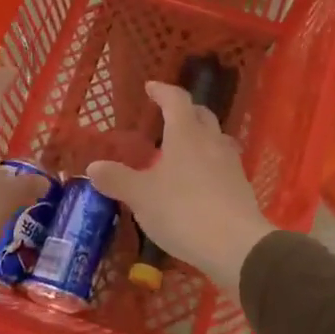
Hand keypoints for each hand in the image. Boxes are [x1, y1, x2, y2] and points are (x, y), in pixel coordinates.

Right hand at [86, 81, 273, 293]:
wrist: (236, 245)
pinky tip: (200, 181)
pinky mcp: (241, 187)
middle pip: (201, 115)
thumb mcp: (141, 197)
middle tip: (167, 116)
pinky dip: (209, 163)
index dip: (162, 91)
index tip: (151, 87)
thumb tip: (93, 166)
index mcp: (186, 134)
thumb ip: (117, 179)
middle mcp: (211, 141)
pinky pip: (223, 164)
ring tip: (183, 149)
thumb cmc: (182, 211)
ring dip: (200, 137)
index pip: (176, 100)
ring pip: (216, 139)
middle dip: (184, 111)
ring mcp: (231, 164)